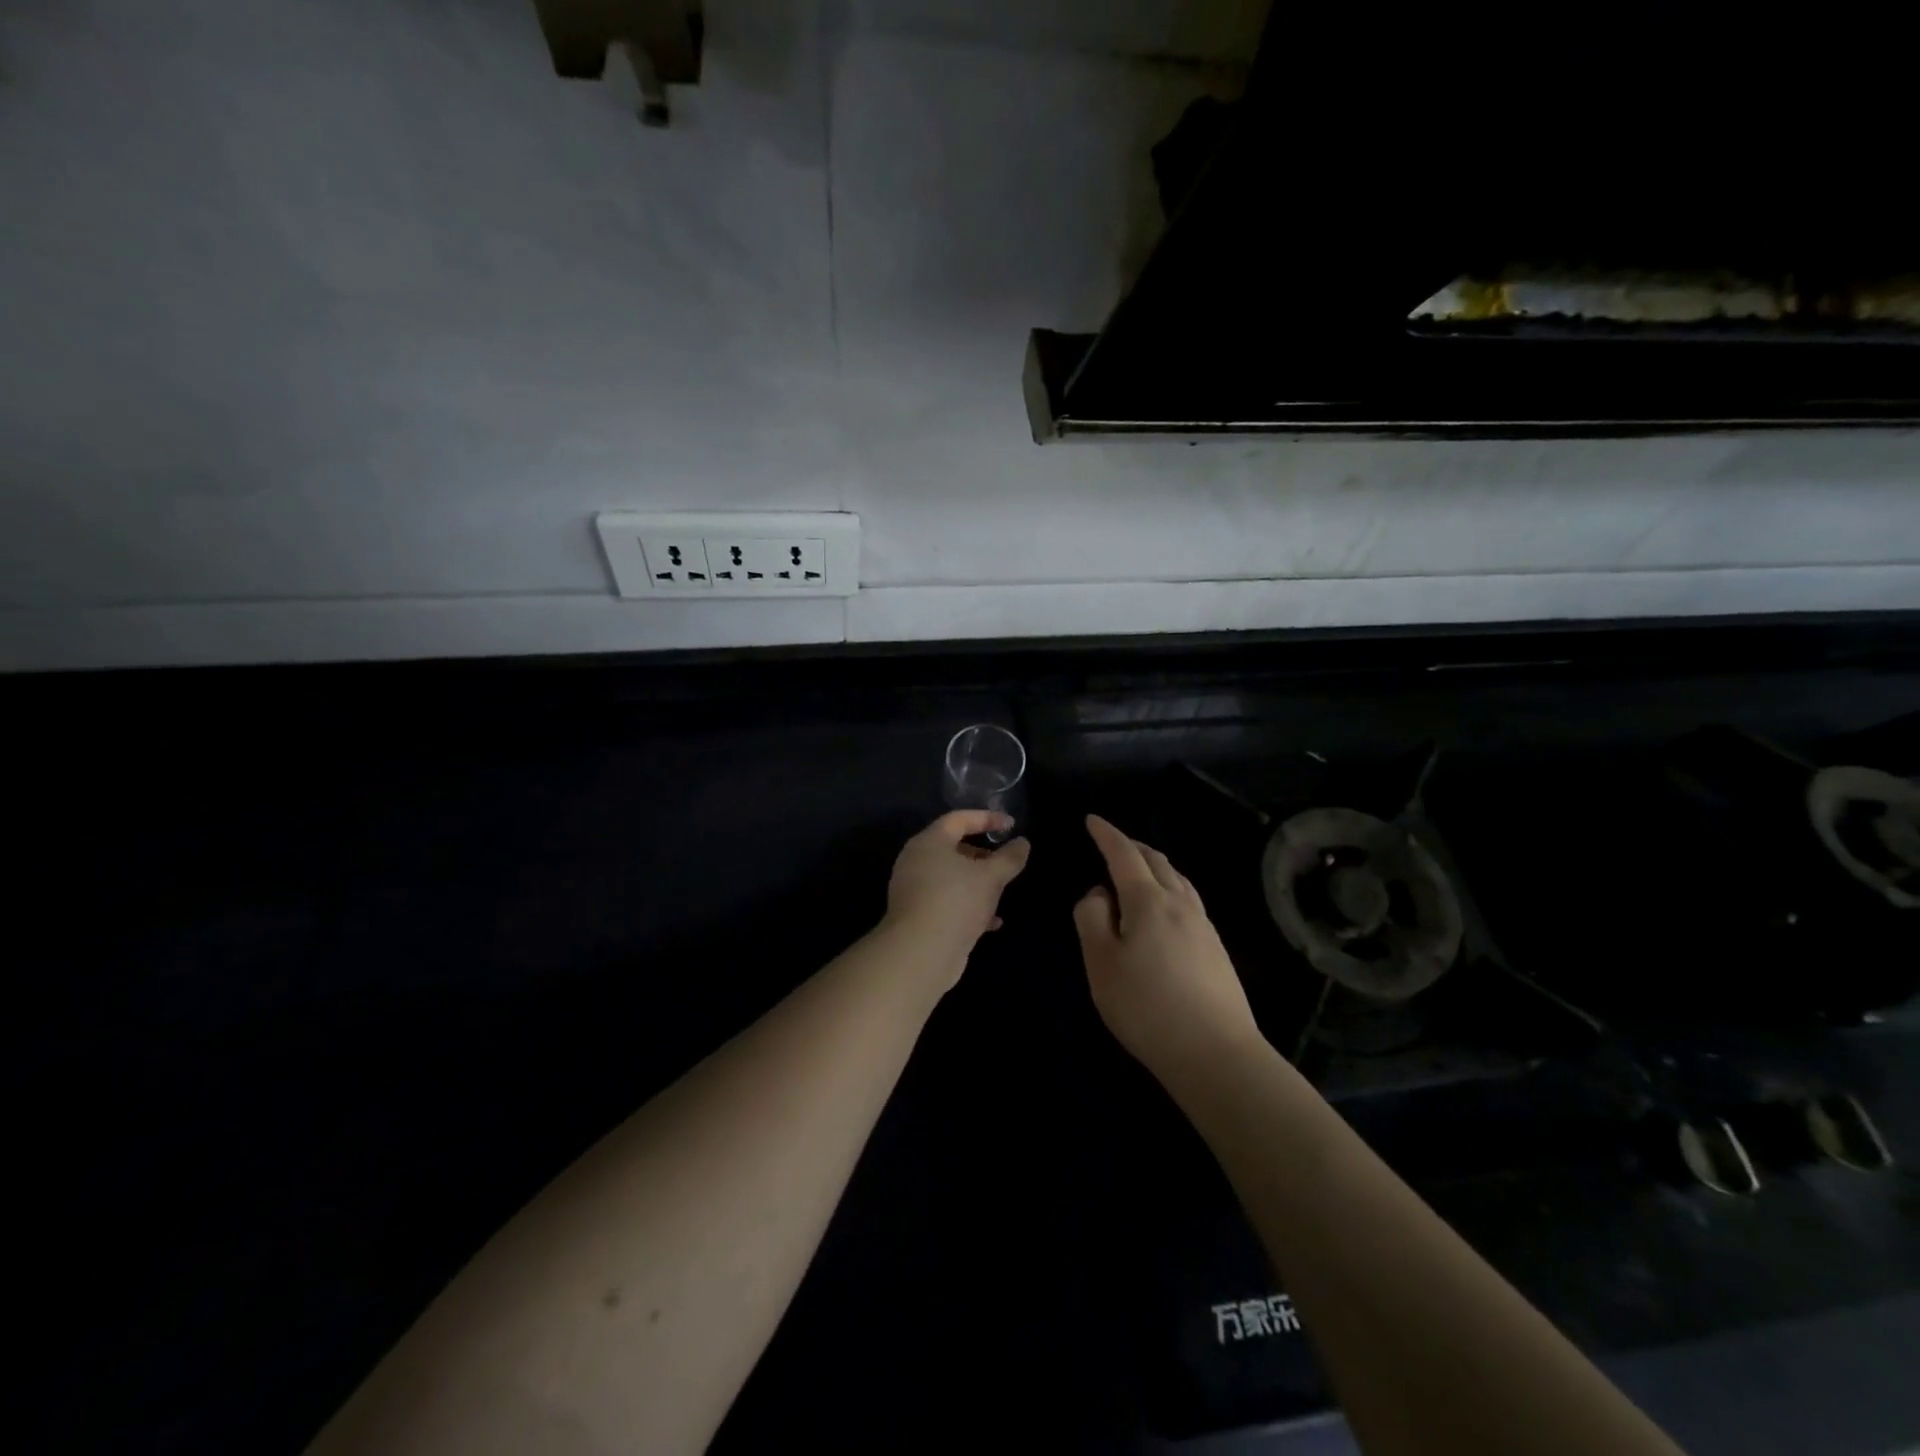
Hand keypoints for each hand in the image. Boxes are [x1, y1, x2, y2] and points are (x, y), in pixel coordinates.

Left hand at [884, 811, 1031, 981]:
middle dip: (982, 855)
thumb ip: (1009, 858)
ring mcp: (914, 890)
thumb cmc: (956, 902)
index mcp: (929, 842)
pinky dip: (969, 906)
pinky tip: (992, 922)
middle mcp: (916, 861)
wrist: (920, 954)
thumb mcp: (991, 877)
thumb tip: (1022, 843)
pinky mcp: (918, 916)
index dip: (987, 818)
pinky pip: (947, 902)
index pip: (958, 819)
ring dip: (977, 883)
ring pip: (951, 878)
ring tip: (1001, 890)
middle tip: (1005, 861)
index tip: (1011, 825)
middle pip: (953, 848)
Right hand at [1073, 815, 1261, 1082]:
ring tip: (1137, 870)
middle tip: (1111, 843)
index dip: (1107, 835)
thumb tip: (1098, 894)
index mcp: (1149, 901)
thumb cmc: (1147, 1007)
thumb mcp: (1101, 963)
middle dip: (1131, 846)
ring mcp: (1203, 925)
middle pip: (1156, 861)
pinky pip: (1188, 899)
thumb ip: (1091, 919)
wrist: (1216, 1053)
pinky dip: (1169, 886)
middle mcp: (1180, 903)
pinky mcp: (1215, 948)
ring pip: (1177, 878)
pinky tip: (1164, 907)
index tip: (1092, 820)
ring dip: (1154, 865)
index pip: (1124, 855)